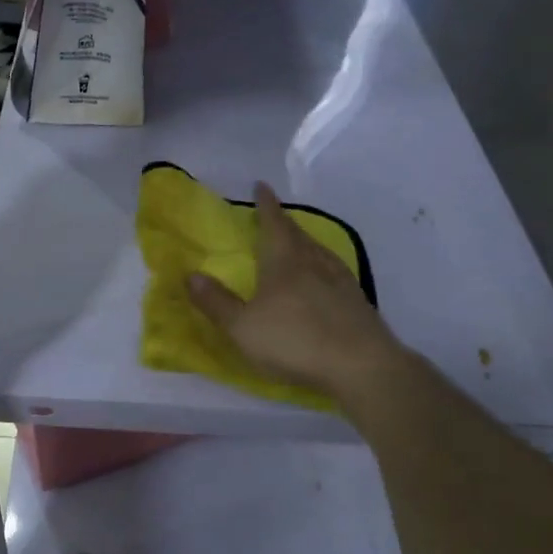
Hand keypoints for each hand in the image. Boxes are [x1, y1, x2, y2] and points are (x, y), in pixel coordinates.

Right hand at [187, 183, 406, 413]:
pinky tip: (325, 277)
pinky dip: (323, 265)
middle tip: (274, 216)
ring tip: (298, 242)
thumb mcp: (243, 327)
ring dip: (305, 242)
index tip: (261, 186)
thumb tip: (191, 275)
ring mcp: (340, 281)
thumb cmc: (294, 341)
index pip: (273, 224)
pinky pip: (334, 272)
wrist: (361, 366)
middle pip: (297, 235)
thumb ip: (216, 302)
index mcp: (284, 263)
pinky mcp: (357, 302)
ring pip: (319, 252)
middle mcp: (314, 263)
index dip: (266, 205)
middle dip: (284, 223)